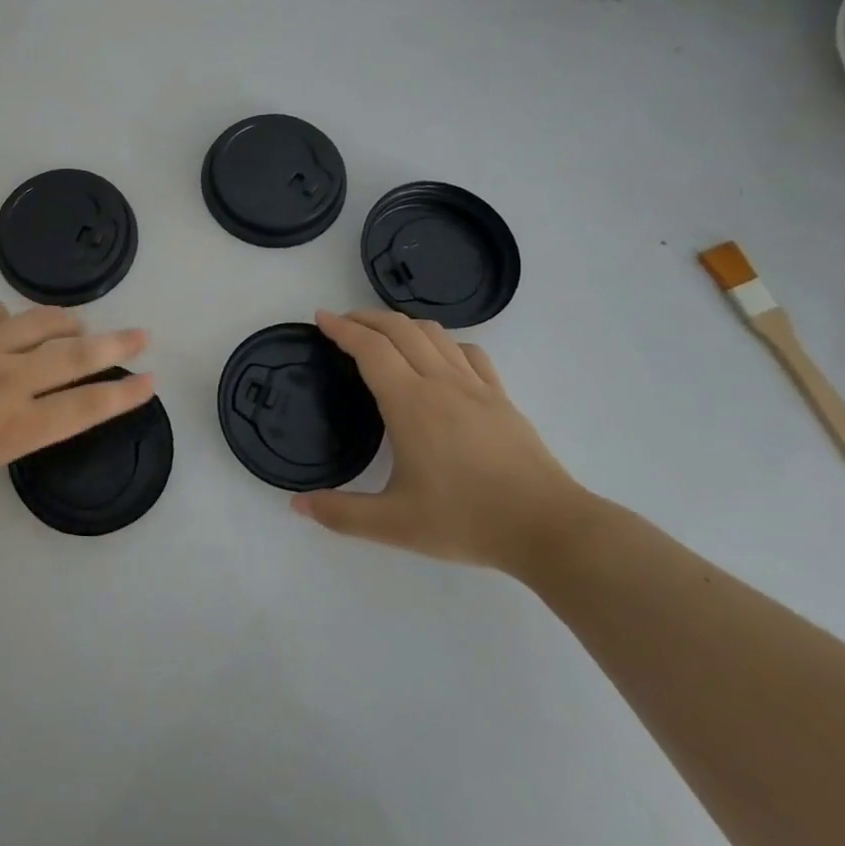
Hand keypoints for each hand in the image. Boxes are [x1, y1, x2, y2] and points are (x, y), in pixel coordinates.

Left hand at [0, 298, 152, 525]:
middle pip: (76, 356)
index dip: (122, 396)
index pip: (83, 409)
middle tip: (144, 334)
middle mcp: (7, 382)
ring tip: (78, 325)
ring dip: (66, 323)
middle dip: (118, 346)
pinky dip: (5, 317)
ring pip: (40, 323)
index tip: (149, 381)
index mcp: (11, 430)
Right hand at [292, 309, 589, 573]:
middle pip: (399, 329)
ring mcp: (476, 387)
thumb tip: (297, 505)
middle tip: (342, 323)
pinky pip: (468, 352)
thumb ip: (340, 514)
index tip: (320, 318)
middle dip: (365, 318)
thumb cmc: (466, 520)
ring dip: (402, 324)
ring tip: (382, 334)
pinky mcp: (501, 398)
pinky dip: (442, 341)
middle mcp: (440, 382)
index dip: (341, 329)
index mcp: (410, 403)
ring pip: (435, 333)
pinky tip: (439, 357)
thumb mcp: (393, 525)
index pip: (370, 348)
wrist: (548, 527)